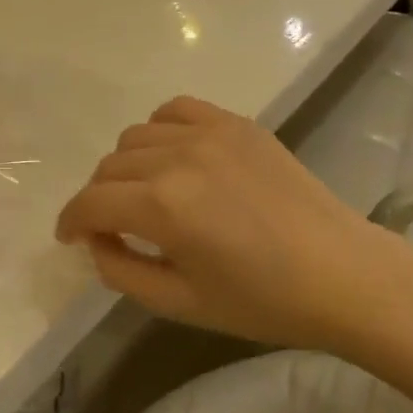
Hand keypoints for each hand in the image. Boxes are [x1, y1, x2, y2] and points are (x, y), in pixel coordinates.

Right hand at [56, 95, 403, 349]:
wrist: (342, 273)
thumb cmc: (262, 300)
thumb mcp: (181, 303)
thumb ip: (121, 271)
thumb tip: (96, 240)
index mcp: (162, 206)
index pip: (91, 203)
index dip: (70, 221)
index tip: (69, 236)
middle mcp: (177, 157)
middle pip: (109, 167)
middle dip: (100, 199)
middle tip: (113, 226)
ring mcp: (209, 133)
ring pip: (137, 135)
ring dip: (128, 166)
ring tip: (147, 193)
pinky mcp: (236, 123)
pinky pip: (177, 109)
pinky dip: (161, 129)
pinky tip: (173, 155)